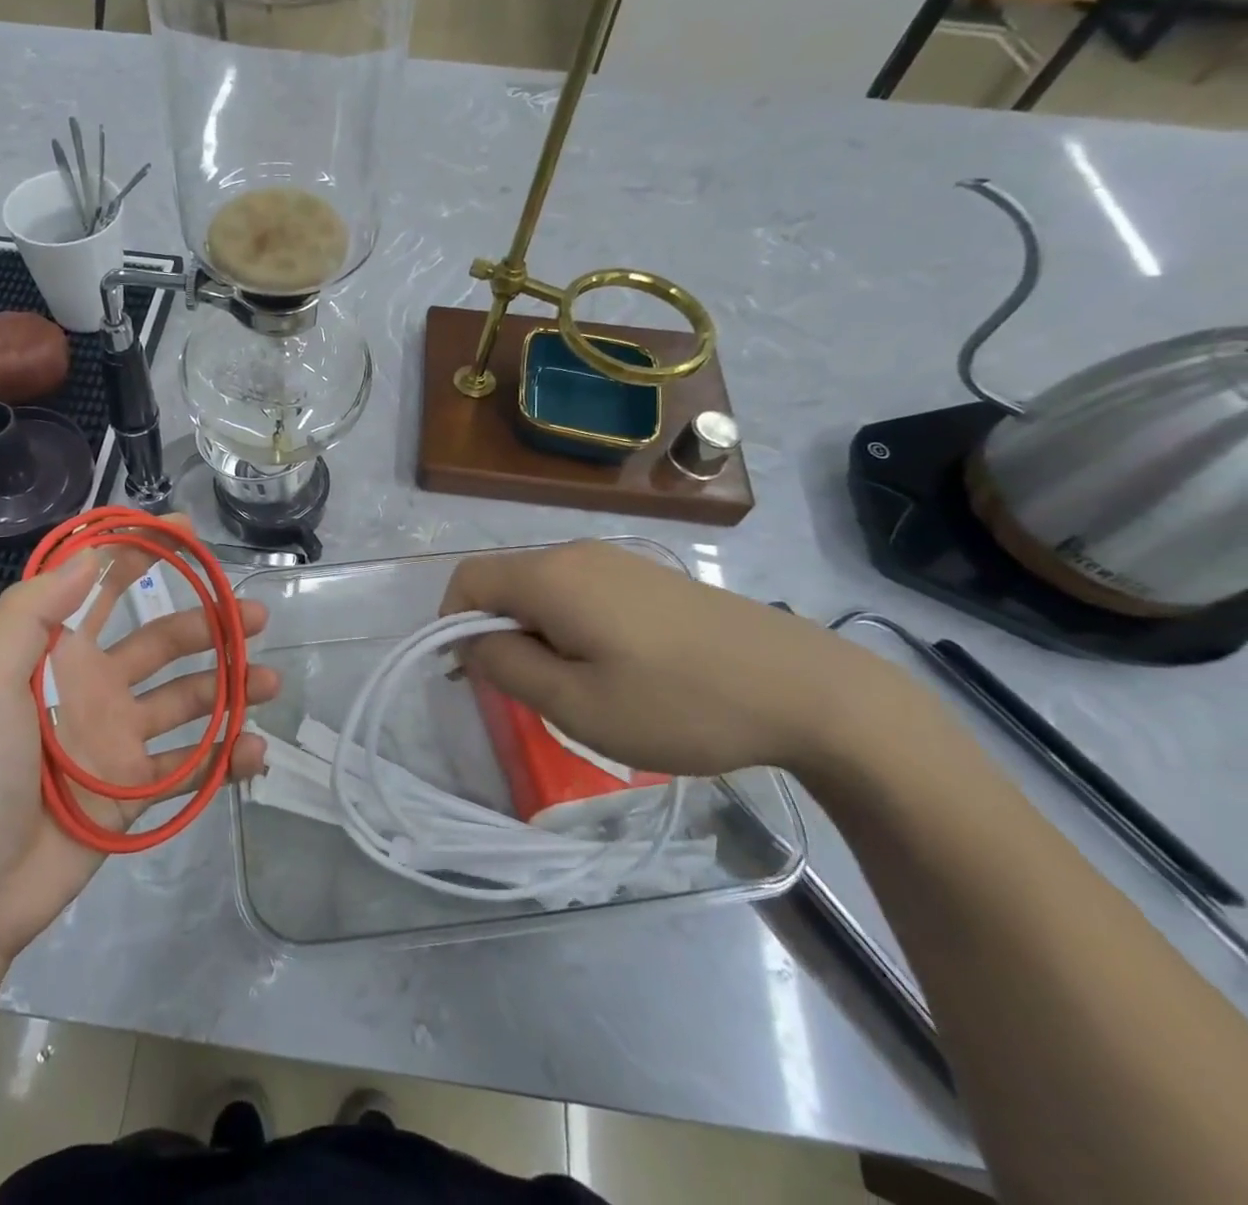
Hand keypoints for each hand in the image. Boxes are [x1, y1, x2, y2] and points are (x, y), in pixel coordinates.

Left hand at [0, 528, 277, 958]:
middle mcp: (96, 687)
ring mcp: (121, 739)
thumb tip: (89, 555)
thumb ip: (31, 613)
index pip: (106, 589)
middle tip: (256, 616)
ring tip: (268, 681)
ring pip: (189, 699)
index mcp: (58, 655)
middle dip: (210, 623)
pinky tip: (256, 751)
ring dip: (231, 686)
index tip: (188, 531)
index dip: (143, 553)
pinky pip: (193, 765)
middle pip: (164, 641)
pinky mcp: (139, 789)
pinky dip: (228, 757)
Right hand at [441, 541, 915, 777]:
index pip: (467, 581)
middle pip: (505, 583)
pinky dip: (570, 626)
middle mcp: (577, 554)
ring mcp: (618, 560)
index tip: (473, 677)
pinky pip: (581, 592)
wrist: (807, 689)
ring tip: (574, 688)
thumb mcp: (576, 705)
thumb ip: (506, 668)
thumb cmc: (679, 703)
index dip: (451, 625)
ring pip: (544, 590)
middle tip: (528, 694)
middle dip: (497, 634)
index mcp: (551, 576)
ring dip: (536, 634)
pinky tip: (614, 669)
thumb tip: (471, 643)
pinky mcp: (650, 576)